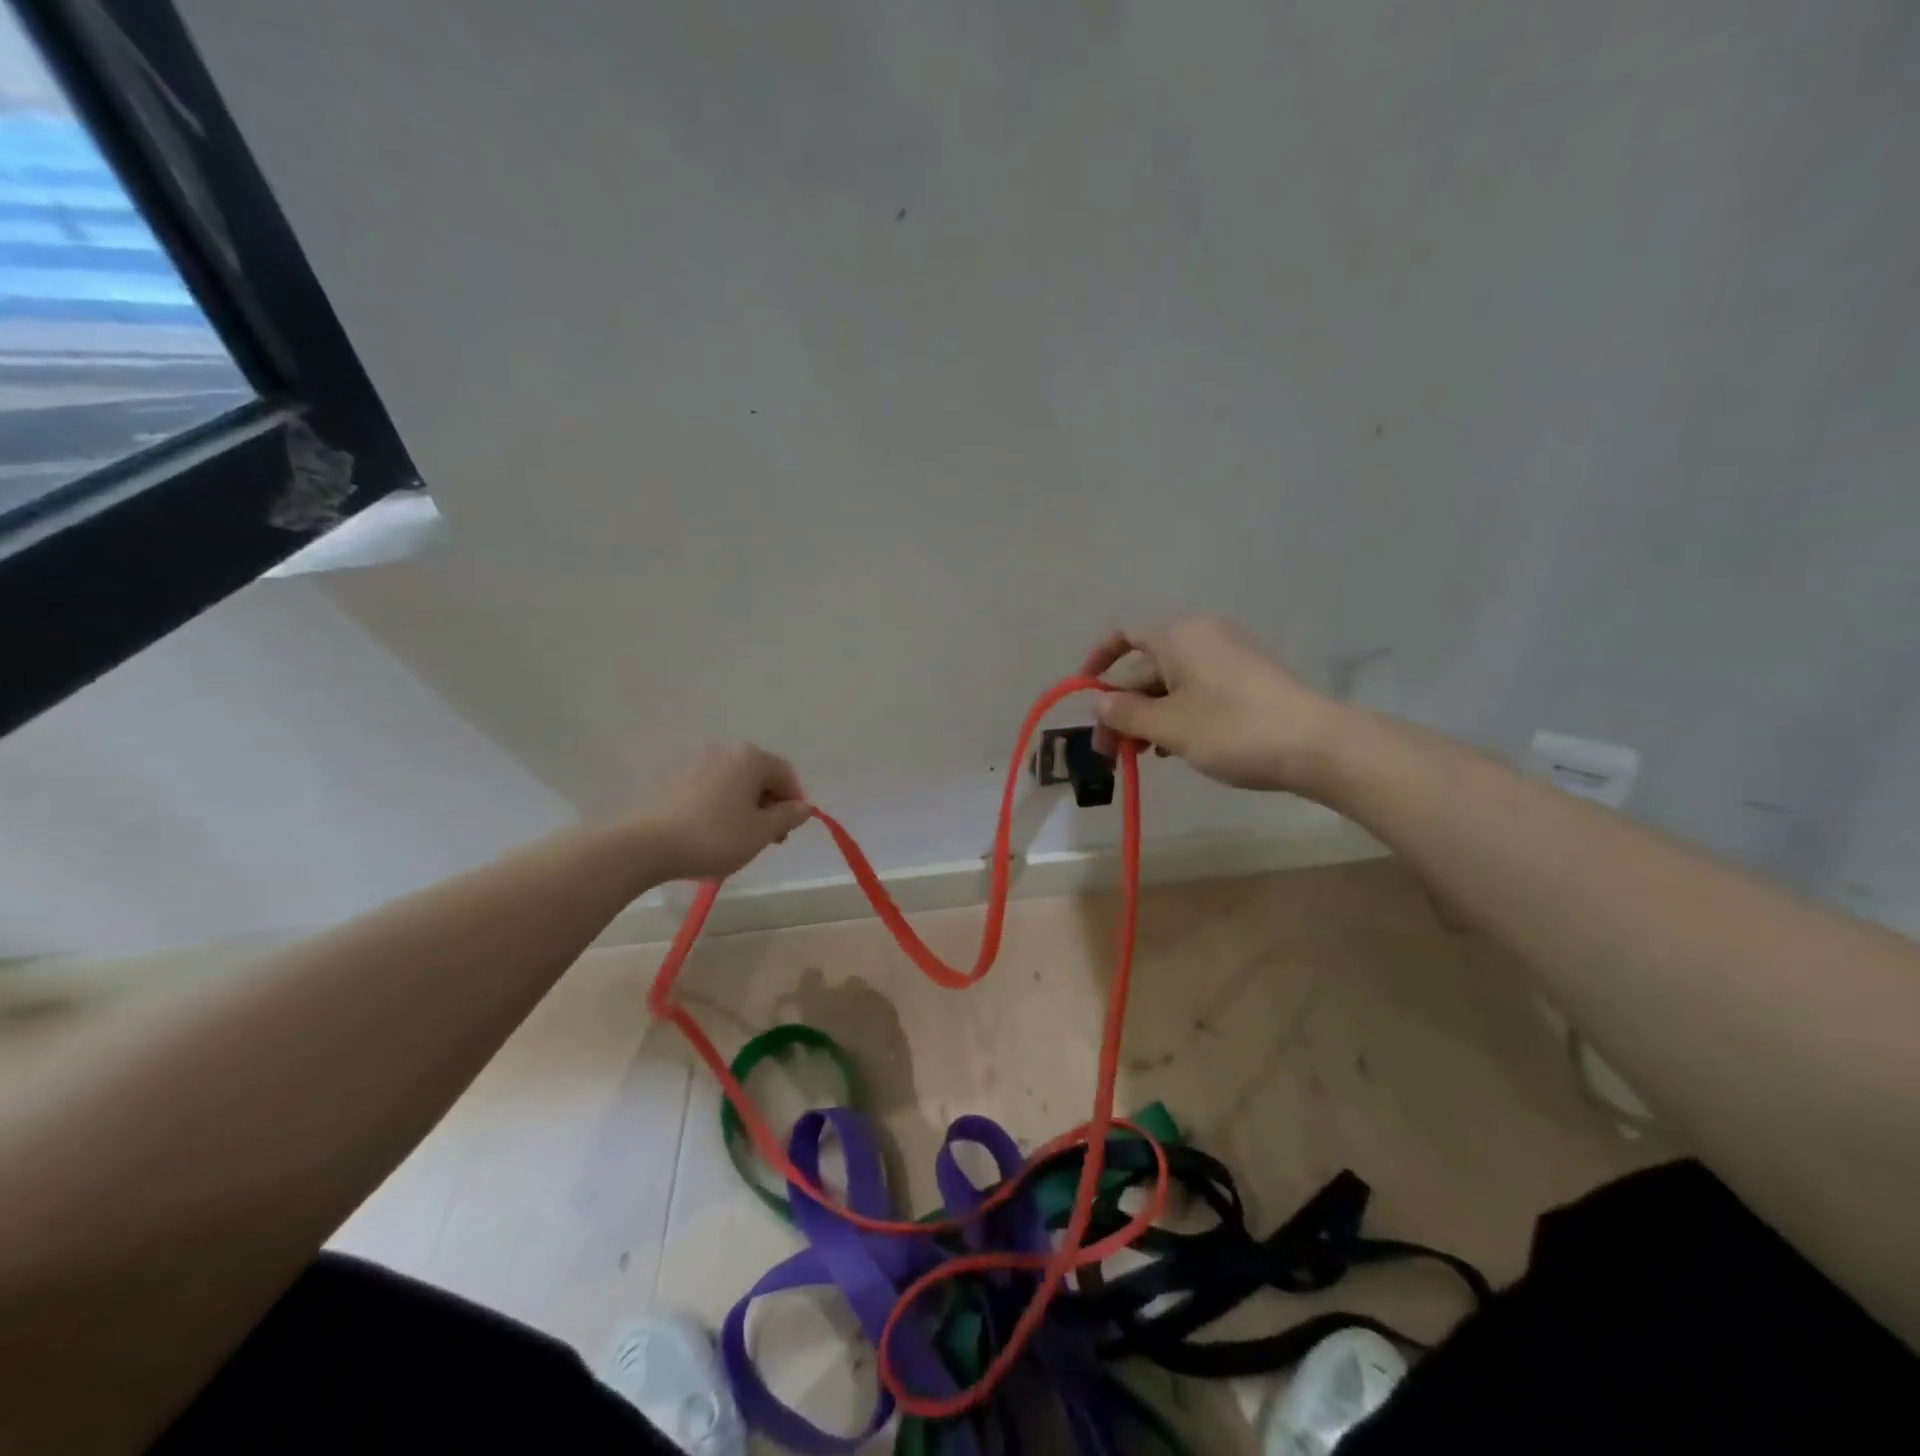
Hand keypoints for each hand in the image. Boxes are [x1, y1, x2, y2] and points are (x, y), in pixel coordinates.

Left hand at [640, 743, 812, 880]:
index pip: (786, 774)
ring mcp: (692, 761)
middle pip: (757, 775)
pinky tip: (707, 831)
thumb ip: (788, 817)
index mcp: (750, 758)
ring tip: (735, 837)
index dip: (794, 802)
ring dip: (741, 805)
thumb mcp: (761, 832)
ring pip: (731, 782)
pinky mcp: (669, 777)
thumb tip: (805, 807)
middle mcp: (722, 750)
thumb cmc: (714, 837)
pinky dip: (716, 804)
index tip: (787, 831)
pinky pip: (706, 788)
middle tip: (765, 838)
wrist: (645, 845)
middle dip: (767, 804)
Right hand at [1080, 616, 1340, 791]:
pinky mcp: (1247, 678)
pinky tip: (1172, 749)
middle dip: (1122, 707)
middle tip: (1110, 751)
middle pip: (1146, 667)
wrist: (1315, 745)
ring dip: (1147, 716)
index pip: (1124, 635)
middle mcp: (1201, 636)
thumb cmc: (1231, 729)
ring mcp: (1228, 656)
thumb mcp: (1168, 725)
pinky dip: (1177, 714)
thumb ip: (1125, 712)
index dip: (1097, 661)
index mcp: (1178, 636)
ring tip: (1138, 757)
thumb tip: (1097, 700)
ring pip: (1171, 683)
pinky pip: (1197, 690)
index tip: (1085, 695)